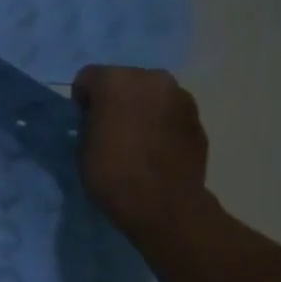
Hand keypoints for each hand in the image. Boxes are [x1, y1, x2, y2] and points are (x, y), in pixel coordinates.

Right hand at [70, 64, 209, 238]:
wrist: (162, 203)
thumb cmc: (112, 172)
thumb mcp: (83, 144)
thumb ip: (92, 120)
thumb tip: (101, 118)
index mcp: (116, 81)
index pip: (88, 78)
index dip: (82, 100)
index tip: (83, 123)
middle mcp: (152, 78)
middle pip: (125, 80)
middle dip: (116, 98)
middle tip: (110, 128)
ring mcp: (181, 97)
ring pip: (152, 95)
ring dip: (142, 109)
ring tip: (137, 140)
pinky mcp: (198, 119)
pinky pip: (170, 114)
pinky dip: (162, 124)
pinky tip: (156, 149)